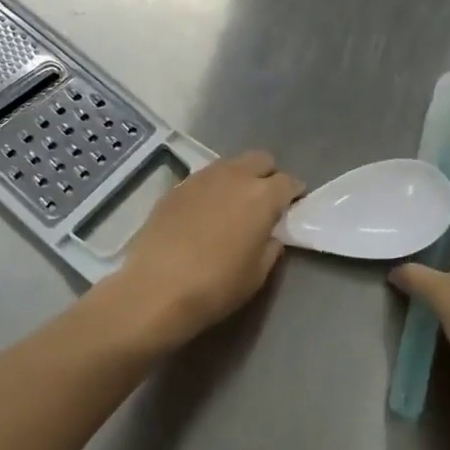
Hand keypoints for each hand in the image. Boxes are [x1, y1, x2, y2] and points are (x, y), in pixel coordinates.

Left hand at [114, 150, 303, 350]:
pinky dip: (212, 189)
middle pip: (261, 160)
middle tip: (265, 201)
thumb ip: (271, 246)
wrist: (155, 289)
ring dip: (239, 178)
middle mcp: (235, 176)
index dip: (294, 194)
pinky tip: (204, 213)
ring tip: (233, 205)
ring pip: (230, 164)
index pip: (288, 182)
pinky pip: (204, 178)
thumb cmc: (216, 286)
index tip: (292, 207)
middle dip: (268, 175)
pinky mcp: (177, 187)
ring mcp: (202, 178)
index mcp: (263, 196)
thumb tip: (270, 234)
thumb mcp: (257, 274)